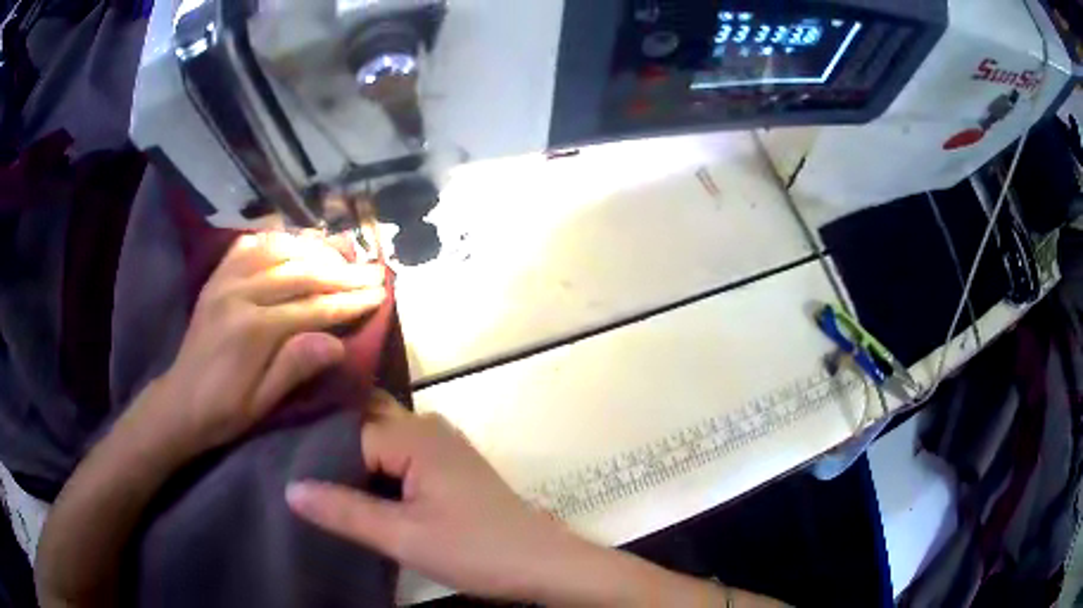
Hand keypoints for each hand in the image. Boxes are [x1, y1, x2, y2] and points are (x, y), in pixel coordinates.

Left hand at [148, 231, 385, 456]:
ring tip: (345, 250)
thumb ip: (295, 368)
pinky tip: (295, 239)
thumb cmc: (224, 411)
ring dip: (316, 248)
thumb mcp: (262, 404)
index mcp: (251, 330)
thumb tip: (337, 343)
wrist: (180, 401)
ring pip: (279, 250)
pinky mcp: (217, 276)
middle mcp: (239, 294)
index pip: (311, 308)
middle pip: (300, 273)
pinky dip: (277, 237)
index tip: (381, 293)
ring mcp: (225, 279)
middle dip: (343, 271)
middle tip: (375, 269)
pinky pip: (250, 245)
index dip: (349, 301)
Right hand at [285, 393, 579, 599]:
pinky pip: (399, 449)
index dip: (315, 451)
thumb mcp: (403, 537)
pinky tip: (354, 483)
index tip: (282, 467)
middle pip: (365, 419)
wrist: (542, 563)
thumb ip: (344, 511)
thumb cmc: (476, 551)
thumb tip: (290, 487)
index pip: (347, 430)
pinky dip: (374, 462)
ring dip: (351, 451)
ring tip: (310, 471)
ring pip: (382, 434)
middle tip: (288, 458)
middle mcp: (427, 426)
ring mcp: (441, 444)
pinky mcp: (447, 464)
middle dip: (329, 438)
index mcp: (415, 435)